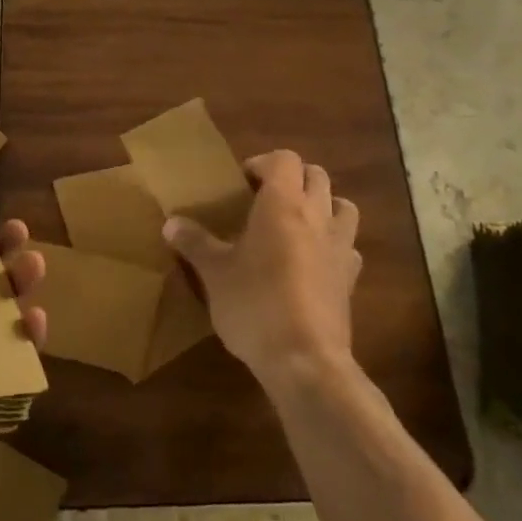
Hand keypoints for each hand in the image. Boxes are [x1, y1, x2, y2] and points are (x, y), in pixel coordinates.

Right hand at [162, 149, 359, 387]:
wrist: (305, 360)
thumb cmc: (254, 304)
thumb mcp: (214, 273)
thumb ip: (195, 243)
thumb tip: (170, 223)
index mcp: (282, 203)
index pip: (284, 159)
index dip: (263, 163)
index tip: (242, 183)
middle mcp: (316, 215)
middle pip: (316, 175)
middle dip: (292, 178)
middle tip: (265, 199)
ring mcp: (340, 246)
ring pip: (342, 205)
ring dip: (323, 204)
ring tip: (296, 222)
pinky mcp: (351, 278)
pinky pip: (349, 246)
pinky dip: (335, 243)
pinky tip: (314, 261)